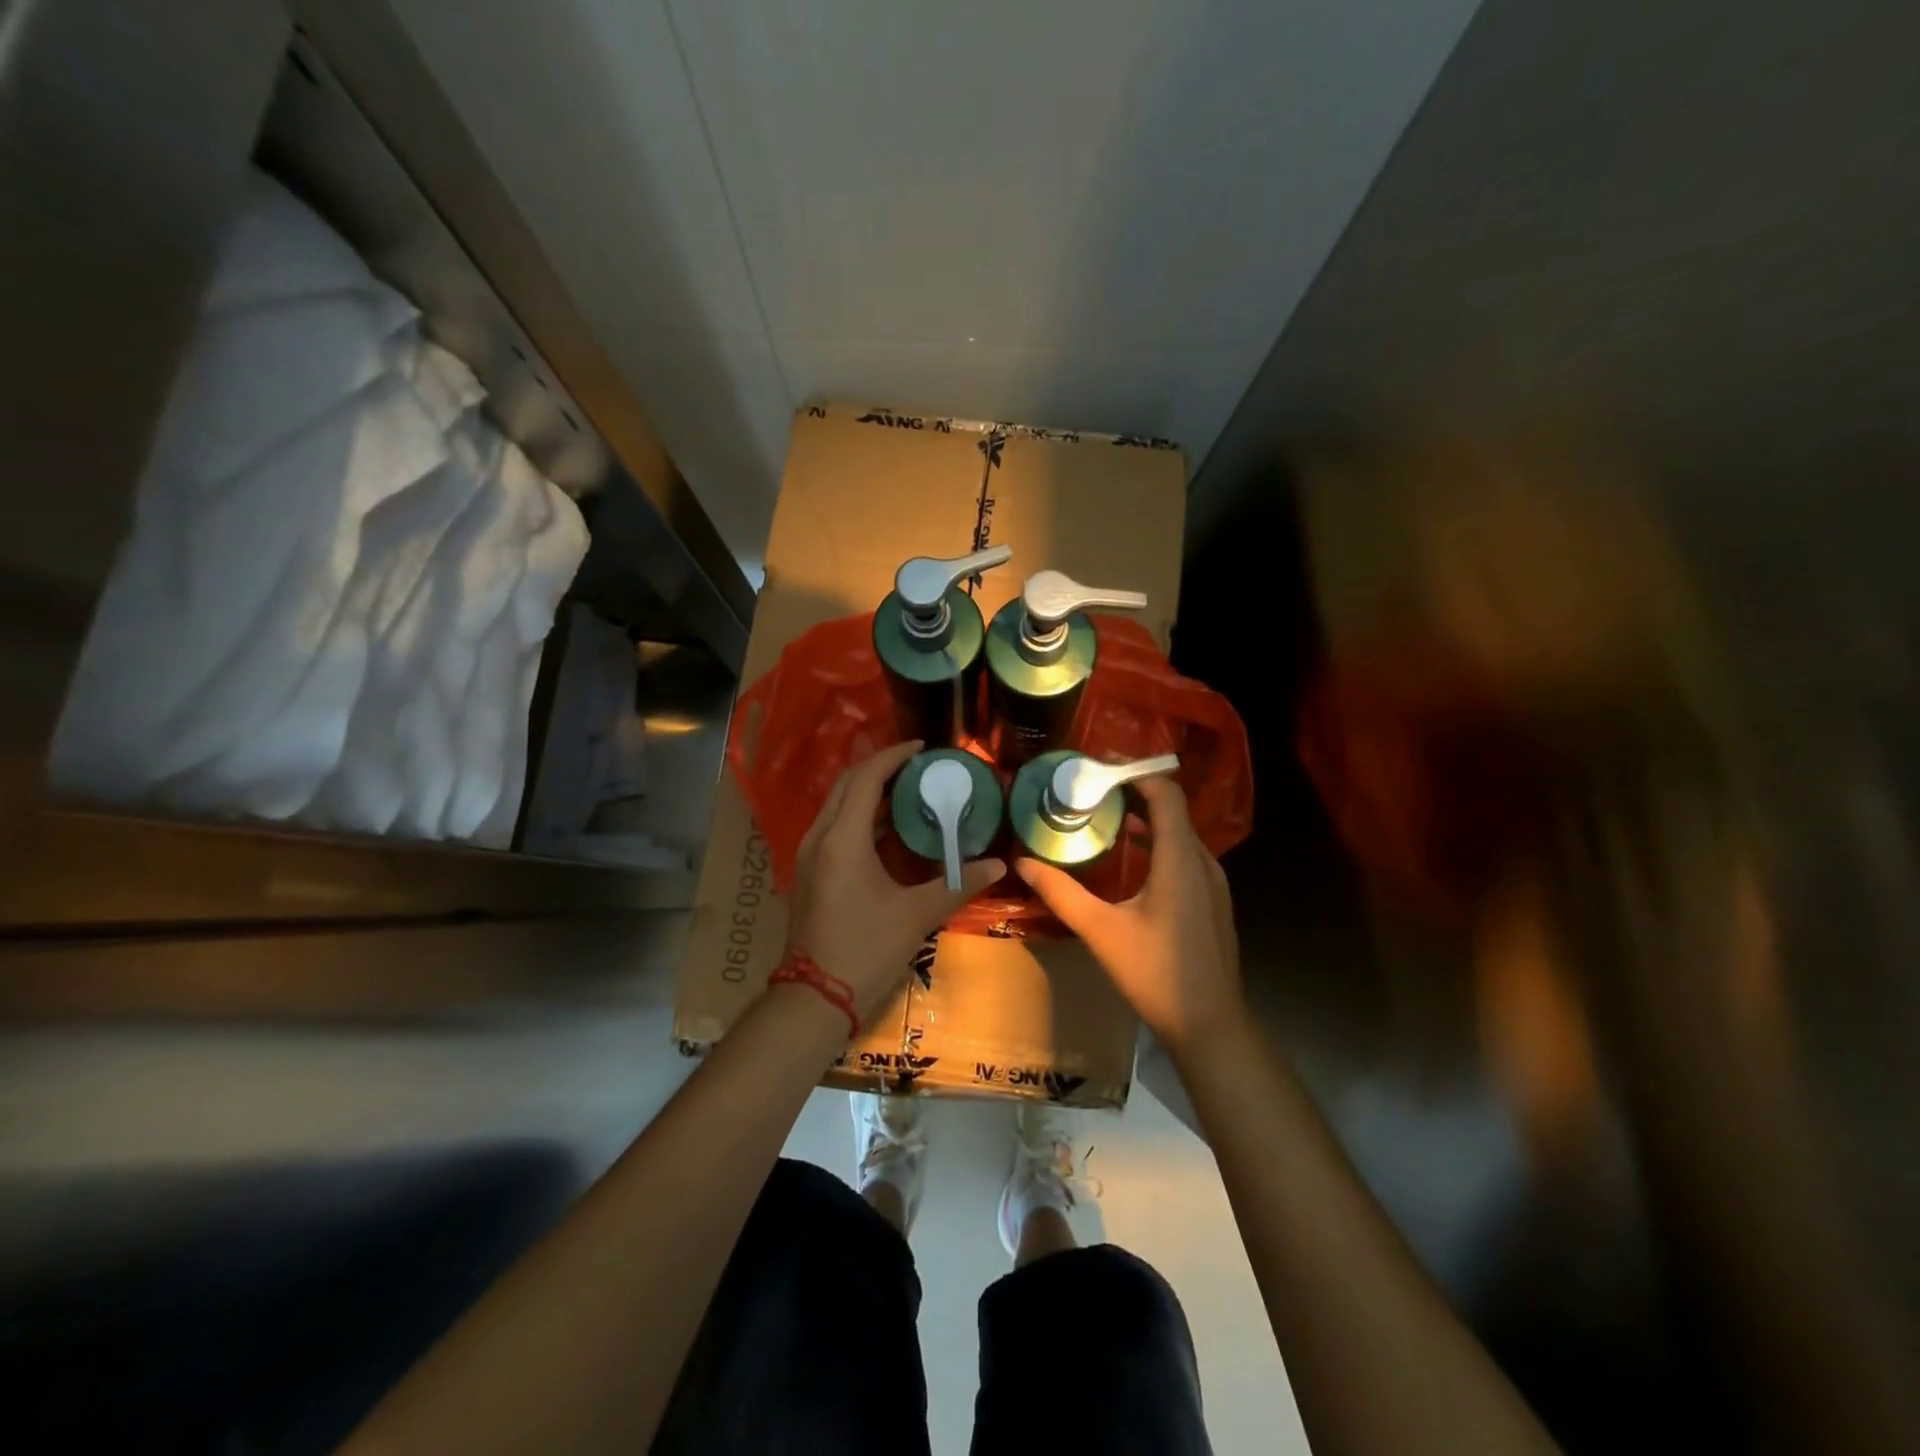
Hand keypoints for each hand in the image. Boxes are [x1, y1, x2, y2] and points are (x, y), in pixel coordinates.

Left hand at [786, 740, 1005, 1018]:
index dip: (893, 757)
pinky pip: (833, 826)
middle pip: (846, 784)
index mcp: (843, 839)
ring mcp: (809, 855)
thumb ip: (958, 884)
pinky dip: (859, 815)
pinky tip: (886, 828)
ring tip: (906, 789)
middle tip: (916, 765)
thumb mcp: (917, 915)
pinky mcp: (809, 872)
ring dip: (867, 790)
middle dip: (879, 767)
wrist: (815, 998)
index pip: (866, 779)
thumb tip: (1000, 865)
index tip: (922, 748)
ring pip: (836, 804)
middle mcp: (819, 837)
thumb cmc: (866, 950)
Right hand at [1017, 777, 1241, 1055]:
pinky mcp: (1213, 901)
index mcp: (1180, 859)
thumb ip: (1061, 893)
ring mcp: (1213, 882)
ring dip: (1145, 821)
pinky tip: (1130, 863)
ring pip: (1179, 834)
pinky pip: (1185, 855)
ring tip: (1104, 820)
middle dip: (1133, 795)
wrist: (1211, 1025)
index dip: (1135, 774)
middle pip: (1172, 810)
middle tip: (1091, 795)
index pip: (1165, 794)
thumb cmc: (1156, 973)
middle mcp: (1202, 862)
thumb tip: (1022, 862)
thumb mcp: (1101, 931)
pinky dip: (1157, 844)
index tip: (1098, 770)